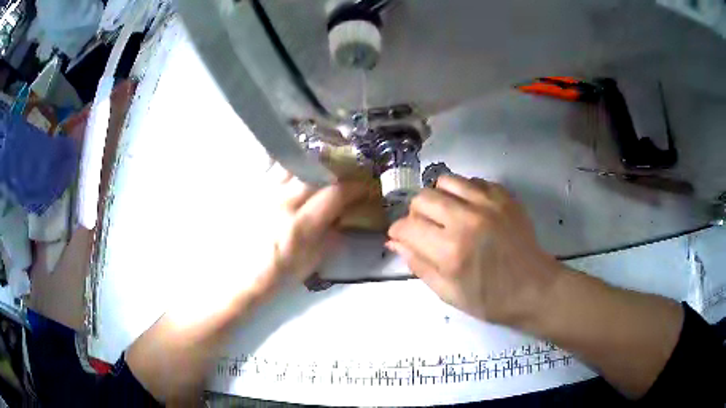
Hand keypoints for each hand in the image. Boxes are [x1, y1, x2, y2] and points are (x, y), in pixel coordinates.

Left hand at [252, 163, 370, 296]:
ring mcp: (263, 193)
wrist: (238, 276)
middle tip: (344, 177)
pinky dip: (287, 168)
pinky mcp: (251, 192)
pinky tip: (293, 173)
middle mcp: (282, 202)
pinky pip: (271, 169)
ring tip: (319, 171)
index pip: (335, 194)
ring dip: (311, 165)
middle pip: (316, 172)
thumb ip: (329, 237)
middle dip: (336, 172)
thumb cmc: (276, 275)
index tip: (364, 189)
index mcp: (300, 225)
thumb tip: (342, 217)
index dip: (355, 188)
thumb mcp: (310, 263)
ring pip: (293, 165)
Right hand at [387, 175, 561, 326]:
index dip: (397, 231)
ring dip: (439, 197)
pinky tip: (470, 210)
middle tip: (426, 229)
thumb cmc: (491, 299)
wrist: (534, 288)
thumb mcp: (448, 293)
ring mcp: (488, 204)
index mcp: (451, 251)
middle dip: (416, 214)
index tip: (401, 237)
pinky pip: (472, 181)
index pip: (407, 226)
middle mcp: (467, 220)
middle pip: (423, 198)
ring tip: (447, 215)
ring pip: (445, 181)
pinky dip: (464, 192)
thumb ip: (419, 265)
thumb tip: (395, 242)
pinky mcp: (504, 197)